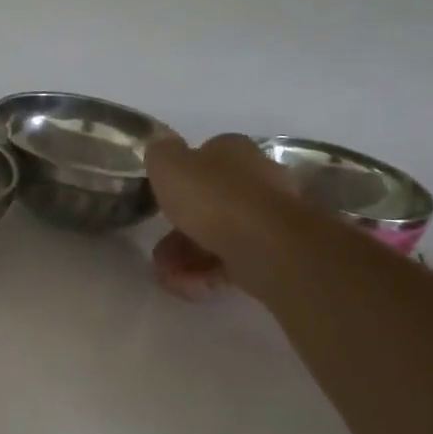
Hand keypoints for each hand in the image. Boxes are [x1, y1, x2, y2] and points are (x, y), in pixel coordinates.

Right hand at [146, 133, 291, 300]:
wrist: (266, 245)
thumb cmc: (213, 198)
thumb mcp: (169, 165)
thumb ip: (161, 153)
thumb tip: (162, 145)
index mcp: (233, 151)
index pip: (204, 158)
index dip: (179, 179)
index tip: (160, 201)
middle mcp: (256, 178)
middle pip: (209, 203)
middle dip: (178, 230)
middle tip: (158, 251)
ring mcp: (268, 218)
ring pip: (219, 235)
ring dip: (187, 257)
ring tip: (167, 277)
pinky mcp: (273, 253)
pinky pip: (233, 261)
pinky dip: (208, 275)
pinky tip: (188, 288)